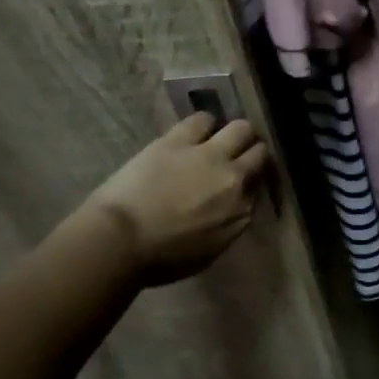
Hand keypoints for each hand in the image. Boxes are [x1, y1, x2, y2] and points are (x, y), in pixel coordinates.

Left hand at [84, 114, 269, 284]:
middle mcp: (235, 179)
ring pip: (241, 128)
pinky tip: (196, 130)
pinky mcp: (180, 141)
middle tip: (237, 155)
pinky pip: (203, 119)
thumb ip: (229, 223)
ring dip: (233, 133)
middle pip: (259, 152)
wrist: (119, 242)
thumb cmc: (161, 259)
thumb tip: (231, 207)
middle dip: (251, 152)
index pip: (258, 186)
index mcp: (242, 211)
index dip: (249, 181)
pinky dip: (204, 123)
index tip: (239, 183)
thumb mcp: (210, 250)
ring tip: (219, 138)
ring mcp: (210, 156)